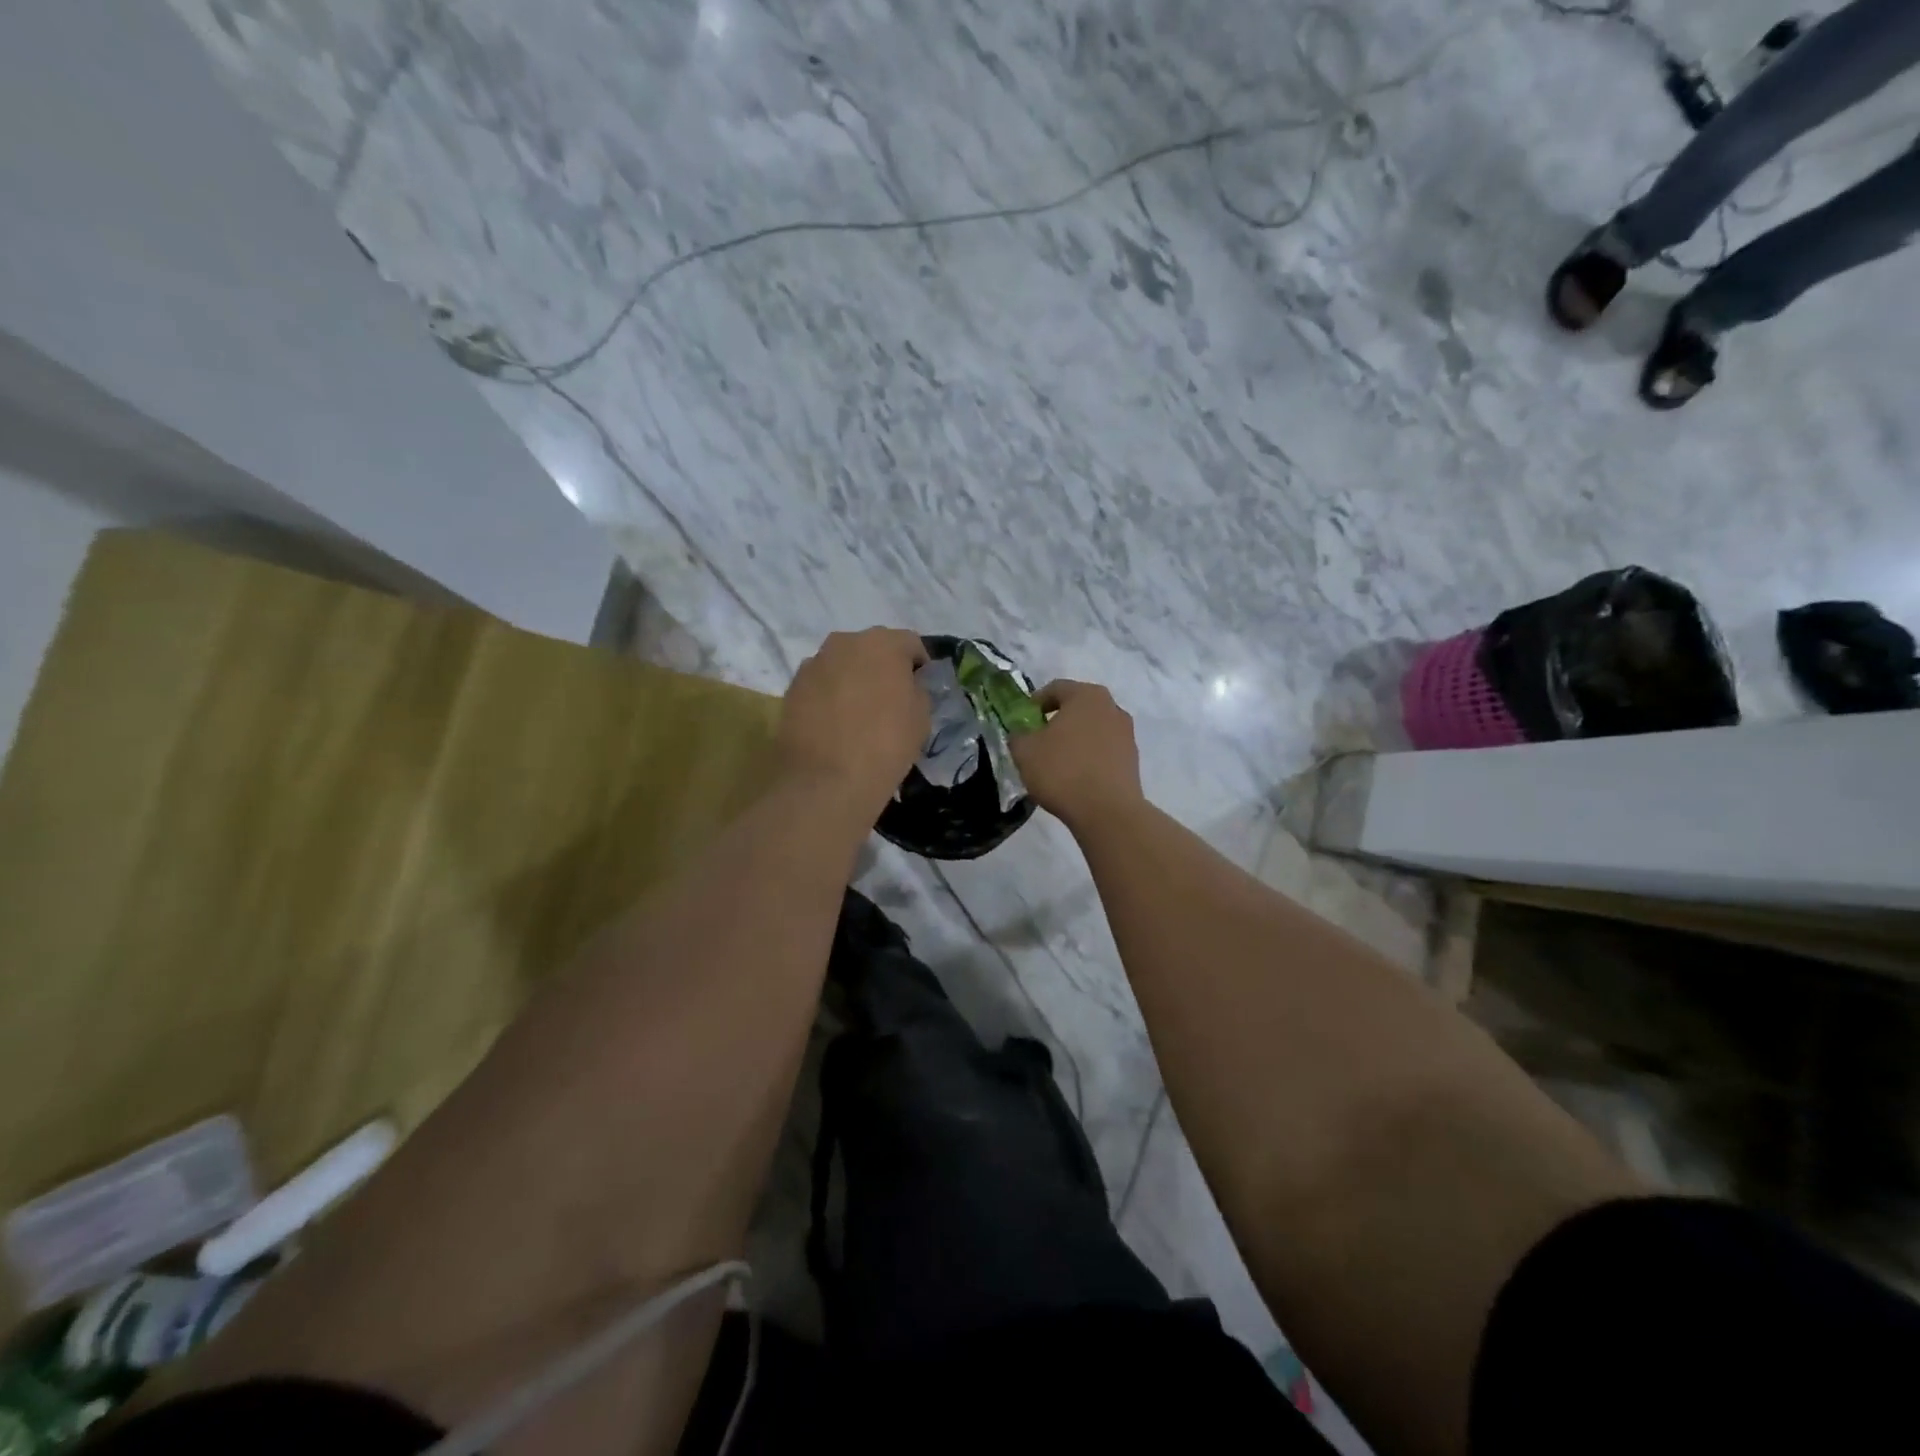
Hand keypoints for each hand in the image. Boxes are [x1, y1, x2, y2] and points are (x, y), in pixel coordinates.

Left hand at [775, 628, 929, 815]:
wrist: (827, 781)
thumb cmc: (885, 745)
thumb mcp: (921, 718)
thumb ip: (917, 690)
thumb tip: (908, 685)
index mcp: (883, 643)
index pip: (910, 643)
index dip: (919, 664)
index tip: (920, 686)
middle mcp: (845, 642)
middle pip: (872, 648)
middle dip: (882, 667)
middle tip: (889, 698)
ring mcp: (814, 663)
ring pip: (843, 664)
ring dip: (853, 679)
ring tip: (858, 712)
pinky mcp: (792, 687)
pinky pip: (820, 684)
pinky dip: (829, 695)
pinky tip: (835, 723)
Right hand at [1010, 680, 1143, 828]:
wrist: (1107, 811)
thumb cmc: (1062, 771)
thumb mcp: (1025, 751)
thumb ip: (1018, 735)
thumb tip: (1022, 733)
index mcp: (1086, 695)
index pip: (1056, 688)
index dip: (1035, 703)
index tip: (1023, 721)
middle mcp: (1112, 707)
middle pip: (1078, 707)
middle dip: (1057, 720)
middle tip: (1038, 739)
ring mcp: (1127, 733)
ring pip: (1093, 729)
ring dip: (1075, 739)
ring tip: (1057, 761)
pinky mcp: (1132, 759)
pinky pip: (1104, 750)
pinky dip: (1089, 757)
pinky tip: (1075, 776)